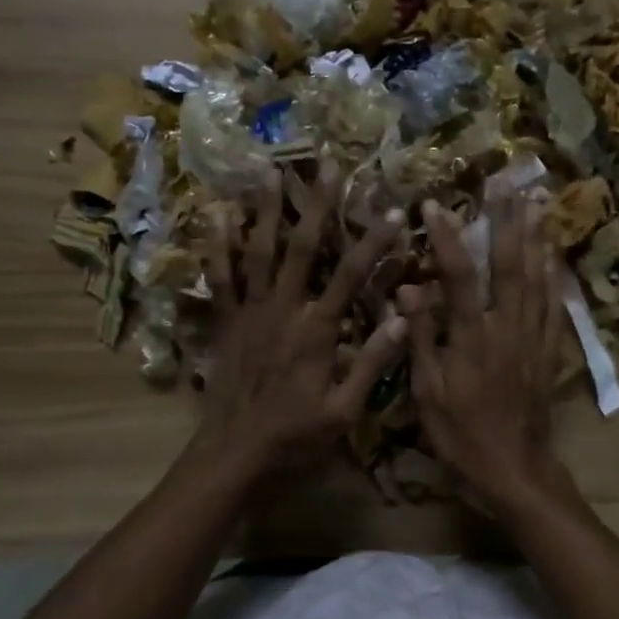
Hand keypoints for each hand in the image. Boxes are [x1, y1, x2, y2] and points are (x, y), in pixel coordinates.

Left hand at [195, 162, 407, 486]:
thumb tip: (403, 318)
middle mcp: (283, 310)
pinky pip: (219, 278)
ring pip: (258, 252)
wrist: (234, 453)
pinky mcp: (225, 322)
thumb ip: (371, 364)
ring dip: (266, 211)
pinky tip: (216, 216)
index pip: (352, 275)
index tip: (394, 211)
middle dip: (318, 205)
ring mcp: (249, 312)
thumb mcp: (344, 411)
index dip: (375, 242)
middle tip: (329, 165)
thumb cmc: (294, 436)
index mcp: (317, 331)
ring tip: (269, 172)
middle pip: (302, 248)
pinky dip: (217, 247)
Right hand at [400, 194, 566, 512]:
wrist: (514, 470)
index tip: (433, 204)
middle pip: (509, 265)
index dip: (445, 238)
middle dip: (506, 221)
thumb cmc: (461, 436)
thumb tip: (408, 290)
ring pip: (537, 278)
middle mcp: (506, 328)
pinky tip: (554, 254)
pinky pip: (555, 305)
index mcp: (471, 338)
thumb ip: (419, 338)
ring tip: (535, 202)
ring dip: (535, 237)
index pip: (458, 276)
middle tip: (506, 182)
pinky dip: (554, 275)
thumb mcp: (427, 393)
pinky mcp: (549, 352)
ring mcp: (533, 338)